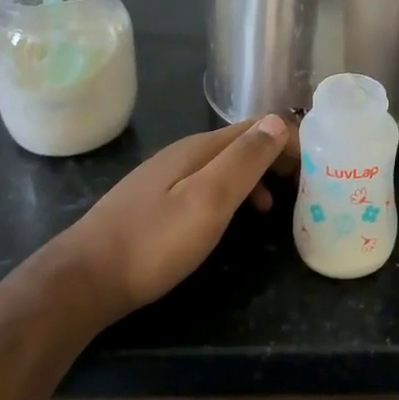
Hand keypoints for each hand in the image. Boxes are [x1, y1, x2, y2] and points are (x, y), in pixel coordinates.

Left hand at [59, 116, 295, 316]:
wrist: (83, 279)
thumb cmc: (154, 242)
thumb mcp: (208, 200)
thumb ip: (244, 159)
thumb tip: (278, 120)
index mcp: (198, 149)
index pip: (254, 127)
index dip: (287, 139)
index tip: (315, 163)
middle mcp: (182, 154)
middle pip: (238, 144)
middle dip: (273, 158)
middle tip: (301, 186)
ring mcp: (164, 178)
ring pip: (221, 166)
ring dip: (254, 179)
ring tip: (274, 209)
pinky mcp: (153, 202)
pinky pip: (204, 185)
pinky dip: (229, 195)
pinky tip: (228, 220)